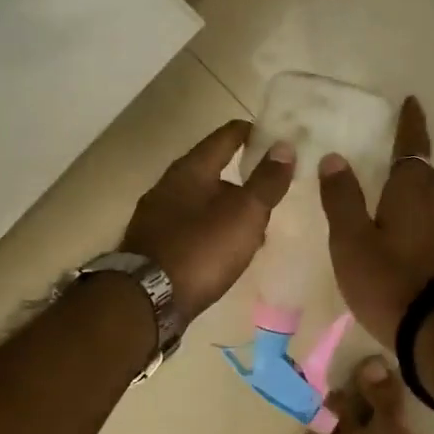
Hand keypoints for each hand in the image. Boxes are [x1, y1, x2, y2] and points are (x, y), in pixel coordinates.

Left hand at [122, 120, 295, 320]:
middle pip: (211, 171)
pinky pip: (191, 228)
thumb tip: (285, 147)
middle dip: (241, 178)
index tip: (275, 137)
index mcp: (190, 170)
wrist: (148, 300)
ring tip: (255, 226)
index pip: (225, 137)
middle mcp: (168, 187)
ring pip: (201, 203)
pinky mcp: (154, 246)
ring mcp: (157, 218)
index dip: (251, 133)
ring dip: (227, 209)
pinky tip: (226, 250)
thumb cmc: (201, 249)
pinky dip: (212, 231)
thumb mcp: (244, 214)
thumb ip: (266, 181)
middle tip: (270, 188)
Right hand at [319, 96, 433, 344]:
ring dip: (422, 194)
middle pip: (429, 174)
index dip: (410, 124)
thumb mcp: (351, 241)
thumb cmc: (390, 281)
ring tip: (400, 201)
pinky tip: (414, 241)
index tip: (411, 102)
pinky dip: (427, 223)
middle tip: (396, 160)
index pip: (412, 146)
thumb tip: (334, 158)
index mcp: (412, 191)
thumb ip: (342, 199)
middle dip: (415, 162)